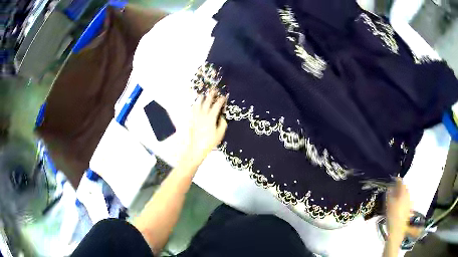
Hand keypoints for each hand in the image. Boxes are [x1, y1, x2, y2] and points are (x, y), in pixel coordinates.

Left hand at [180, 89, 227, 167]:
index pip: (217, 106)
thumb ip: (222, 124)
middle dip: (211, 95)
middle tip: (213, 89)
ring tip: (202, 94)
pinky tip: (194, 103)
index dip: (221, 100)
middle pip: (207, 102)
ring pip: (198, 104)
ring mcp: (195, 116)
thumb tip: (222, 117)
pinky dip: (193, 104)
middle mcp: (202, 114)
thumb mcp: (220, 134)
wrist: (196, 148)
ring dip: (201, 98)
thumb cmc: (209, 142)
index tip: (224, 96)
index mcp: (211, 117)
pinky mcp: (191, 120)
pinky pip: (192, 109)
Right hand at [386, 178, 411, 244]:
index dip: (396, 180)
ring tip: (396, 198)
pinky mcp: (409, 209)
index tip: (393, 179)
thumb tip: (390, 187)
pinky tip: (401, 206)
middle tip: (393, 190)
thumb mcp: (388, 204)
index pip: (401, 182)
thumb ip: (389, 194)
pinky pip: (407, 202)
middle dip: (400, 187)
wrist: (397, 230)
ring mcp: (409, 203)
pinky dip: (404, 201)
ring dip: (402, 194)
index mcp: (403, 193)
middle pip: (404, 188)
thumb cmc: (392, 216)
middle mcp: (408, 195)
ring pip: (406, 195)